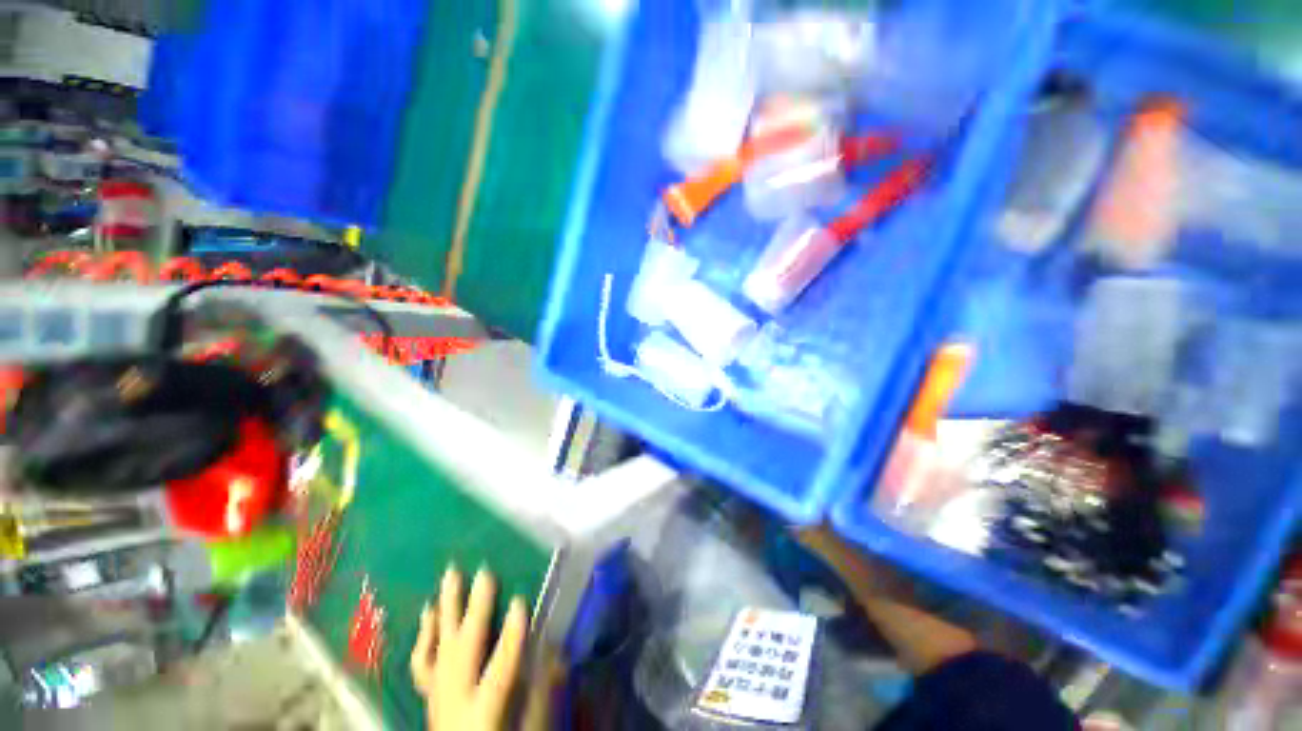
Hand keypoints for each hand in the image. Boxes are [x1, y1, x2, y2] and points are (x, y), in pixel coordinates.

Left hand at [411, 566, 528, 730]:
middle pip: (465, 648)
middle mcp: (455, 697)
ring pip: (440, 645)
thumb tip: (557, 654)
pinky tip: (428, 610)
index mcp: (483, 710)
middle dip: (476, 608)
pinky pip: (422, 661)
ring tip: (450, 576)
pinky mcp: (429, 692)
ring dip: (446, 608)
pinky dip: (425, 633)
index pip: (500, 669)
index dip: (511, 634)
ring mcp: (437, 694)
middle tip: (484, 572)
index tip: (520, 601)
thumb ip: (540, 694)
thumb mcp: (526, 729)